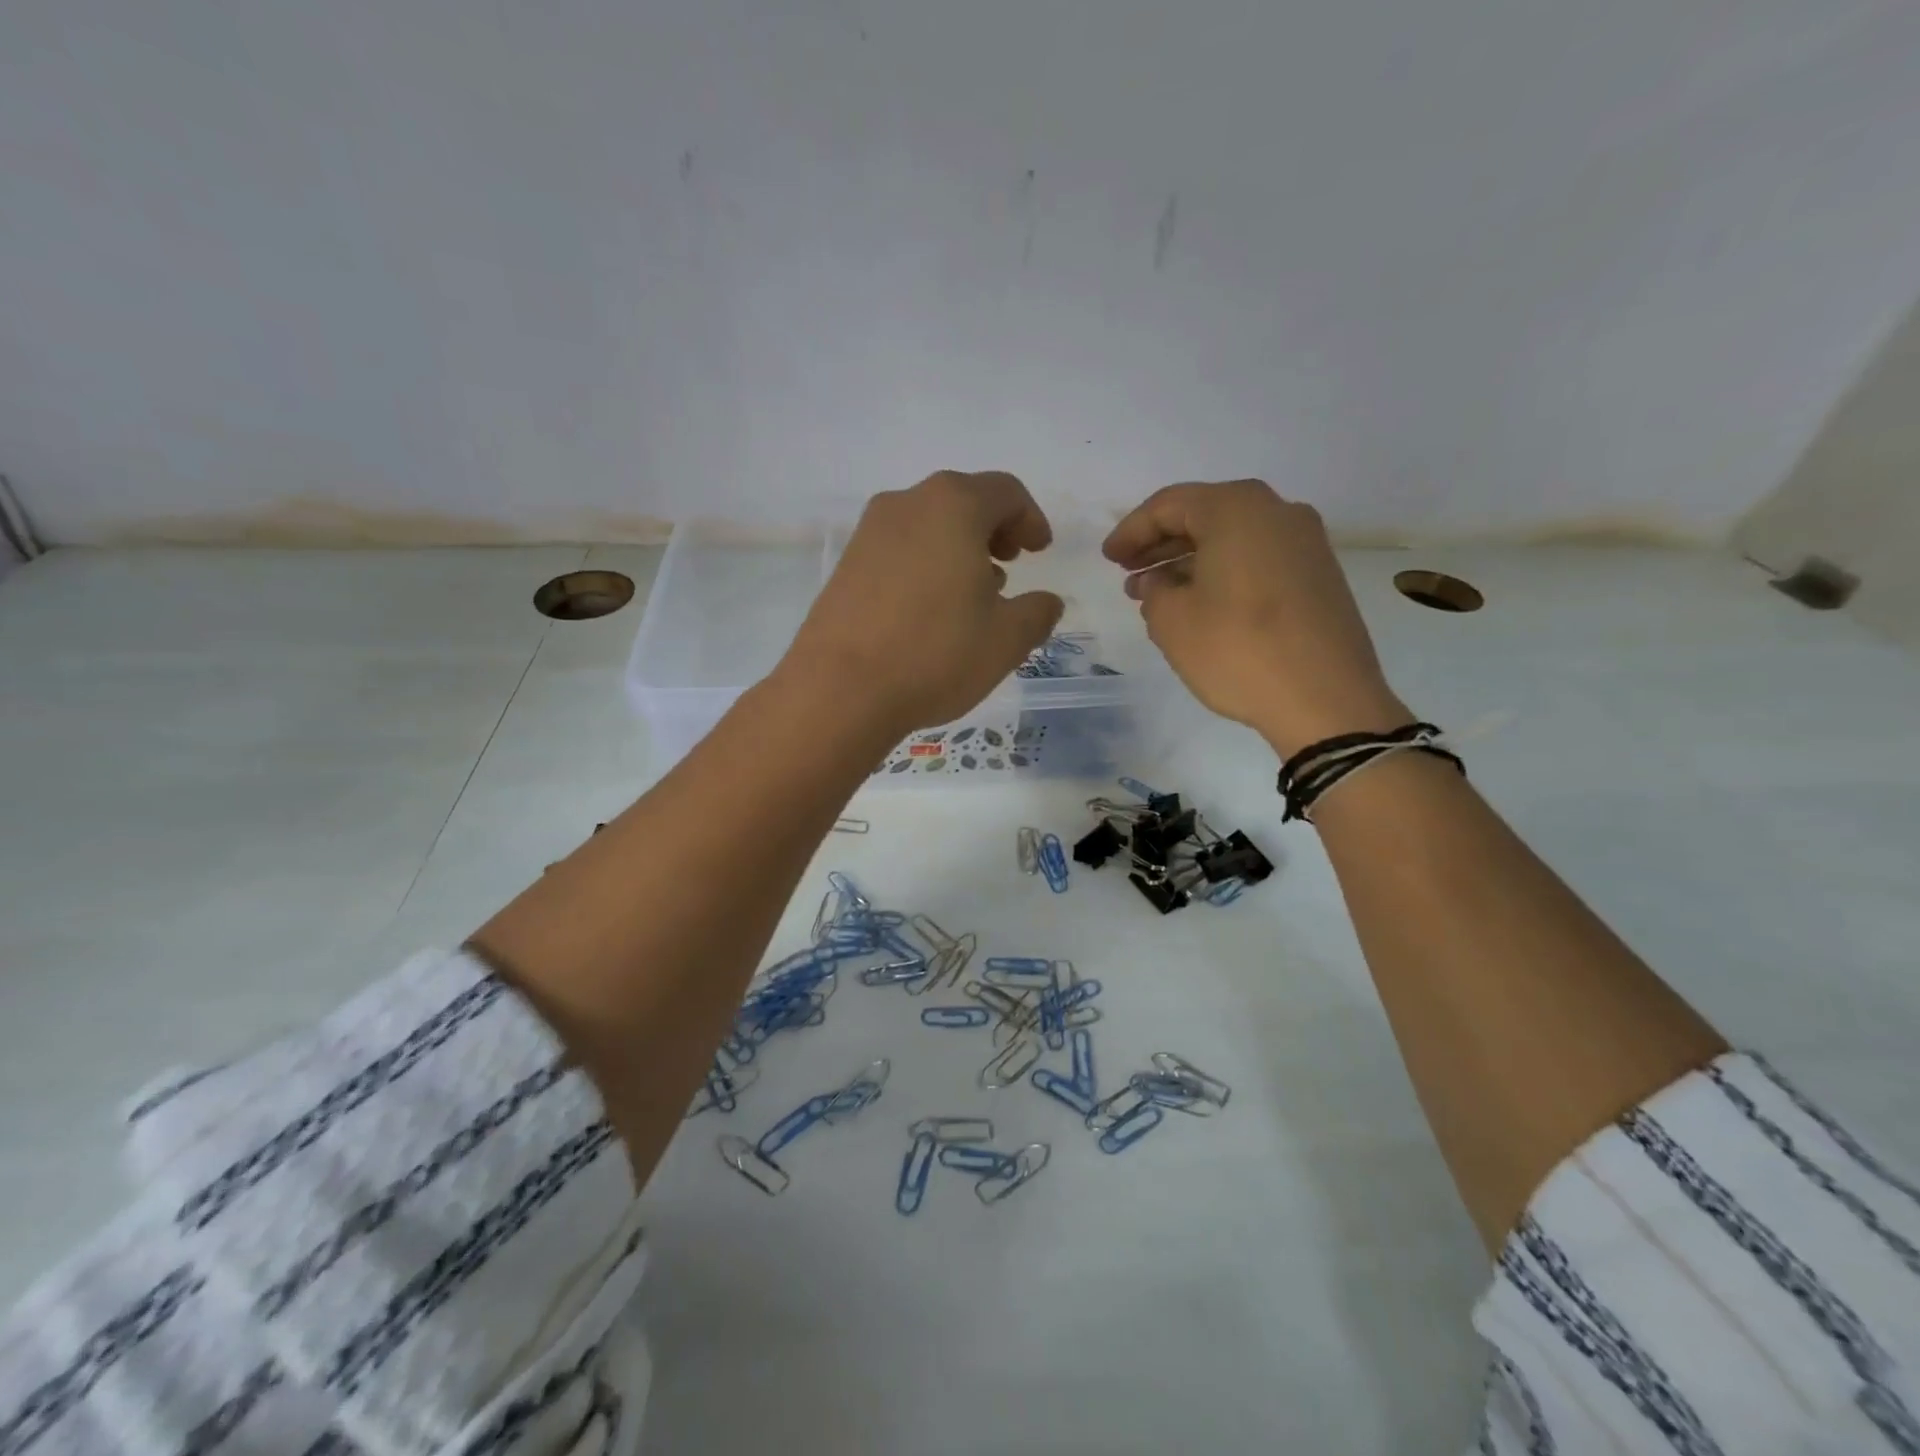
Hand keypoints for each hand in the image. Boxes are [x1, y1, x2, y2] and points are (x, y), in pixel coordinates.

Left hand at [782, 471, 1064, 736]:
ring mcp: (868, 532)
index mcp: (953, 506)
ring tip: (973, 592)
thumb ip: (1038, 612)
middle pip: (963, 501)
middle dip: (994, 530)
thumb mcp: (1007, 639)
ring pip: (928, 525)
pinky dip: (925, 564)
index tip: (1040, 551)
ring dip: (958, 548)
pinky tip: (931, 608)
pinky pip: (899, 549)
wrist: (839, 690)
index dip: (1031, 519)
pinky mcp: (845, 564)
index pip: (1005, 492)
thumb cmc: (935, 654)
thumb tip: (1046, 601)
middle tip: (1010, 566)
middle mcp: (907, 504)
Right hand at [1103, 479, 1408, 757]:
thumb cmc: (1239, 650)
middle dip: (1161, 544)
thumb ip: (1153, 591)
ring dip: (1190, 561)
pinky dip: (1222, 572)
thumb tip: (1157, 582)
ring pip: (1232, 539)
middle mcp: (1277, 511)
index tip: (1107, 558)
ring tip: (1157, 593)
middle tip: (1128, 573)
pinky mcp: (1319, 575)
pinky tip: (1201, 603)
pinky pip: (1257, 559)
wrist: (1327, 699)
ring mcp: (1305, 543)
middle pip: (1204, 516)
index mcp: (1237, 509)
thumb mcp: (1173, 622)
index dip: (1131, 531)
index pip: (1169, 505)